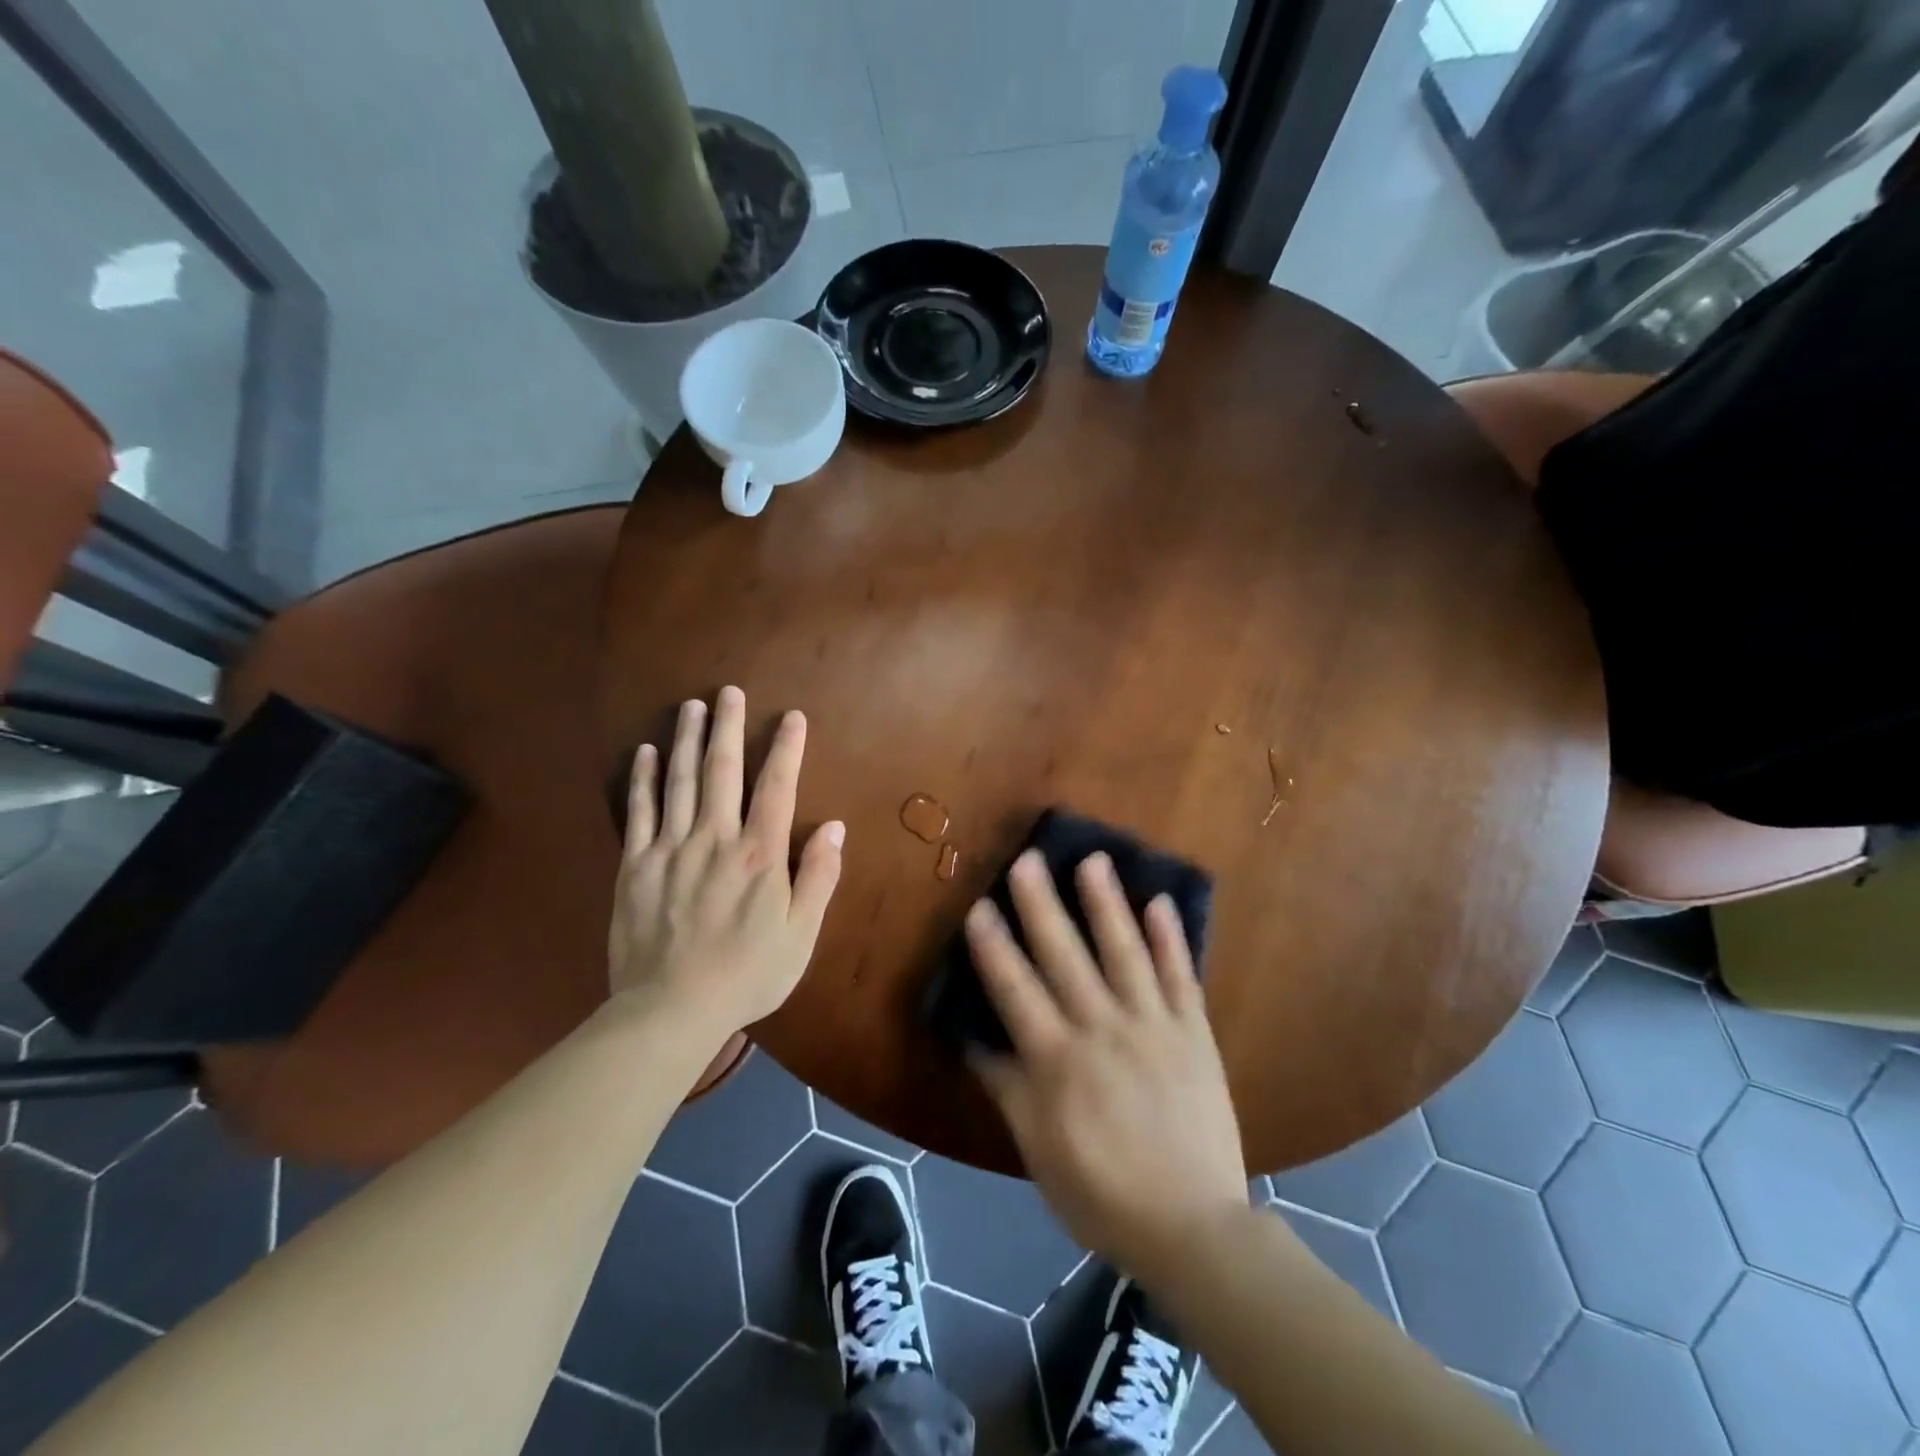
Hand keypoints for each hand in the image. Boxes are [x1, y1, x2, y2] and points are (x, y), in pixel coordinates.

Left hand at [609, 686, 844, 1038]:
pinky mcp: (635, 866)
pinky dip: (644, 780)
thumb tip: (836, 827)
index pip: (777, 788)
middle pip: (723, 771)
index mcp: (759, 856)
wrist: (669, 1011)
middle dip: (729, 728)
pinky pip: (639, 812)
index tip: (792, 717)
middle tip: (730, 692)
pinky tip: (646, 753)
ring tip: (692, 706)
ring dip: (688, 740)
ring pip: (681, 782)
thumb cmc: (746, 975)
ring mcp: (670, 849)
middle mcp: (715, 839)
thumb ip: (818, 878)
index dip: (787, 749)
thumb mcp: (801, 935)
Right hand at [966, 850, 1248, 1285]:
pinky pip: (1180, 977)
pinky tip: (1160, 901)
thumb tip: (973, 1038)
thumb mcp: (1038, 1149)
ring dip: (1107, 905)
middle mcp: (1103, 1030)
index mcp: (1059, 1060)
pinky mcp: (1194, 1032)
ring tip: (1094, 861)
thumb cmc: (1102, 1193)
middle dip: (1043, 906)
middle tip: (1028, 860)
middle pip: (1066, 957)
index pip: (1016, 990)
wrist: (1193, 1227)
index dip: (994, 947)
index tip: (979, 906)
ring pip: (1125, 953)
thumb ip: (1007, 1088)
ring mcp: (1153, 1026)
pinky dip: (1171, 938)